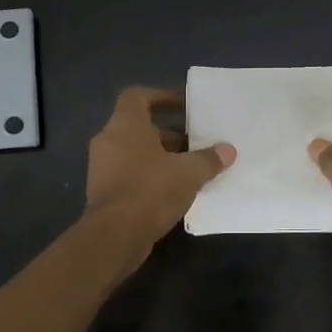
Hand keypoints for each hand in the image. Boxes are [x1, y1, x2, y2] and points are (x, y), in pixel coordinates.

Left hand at [85, 86, 235, 244]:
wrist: (114, 236)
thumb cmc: (150, 190)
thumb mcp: (188, 173)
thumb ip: (209, 159)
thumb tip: (228, 150)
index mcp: (125, 125)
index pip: (137, 96)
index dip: (161, 97)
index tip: (184, 106)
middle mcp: (109, 140)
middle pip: (140, 127)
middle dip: (170, 134)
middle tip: (196, 144)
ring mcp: (102, 167)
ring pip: (136, 152)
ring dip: (162, 158)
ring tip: (191, 169)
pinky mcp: (104, 192)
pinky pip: (130, 174)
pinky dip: (151, 177)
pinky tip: (175, 192)